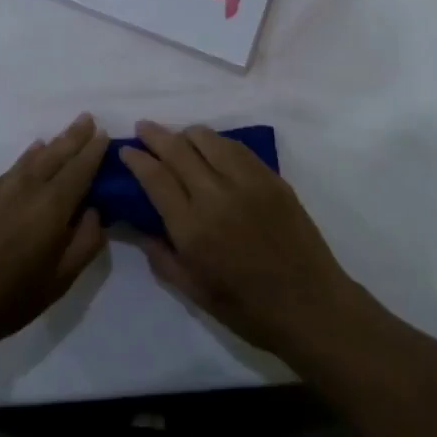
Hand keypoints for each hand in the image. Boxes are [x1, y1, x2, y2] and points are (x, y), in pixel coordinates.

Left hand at [0, 114, 108, 349]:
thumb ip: (84, 244)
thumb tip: (95, 212)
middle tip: (86, 118)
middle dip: (73, 136)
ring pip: (27, 161)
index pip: (80, 169)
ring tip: (55, 139)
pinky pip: (3, 174)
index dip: (93, 151)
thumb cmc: (4, 300)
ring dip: (47, 147)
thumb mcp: (57, 283)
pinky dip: (19, 166)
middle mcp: (24, 187)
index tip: (104, 133)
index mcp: (51, 207)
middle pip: (55, 154)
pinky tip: (20, 170)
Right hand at [120, 122, 360, 358]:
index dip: (137, 159)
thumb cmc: (247, 308)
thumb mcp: (194, 291)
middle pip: (178, 149)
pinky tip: (211, 147)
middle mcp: (216, 196)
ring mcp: (247, 182)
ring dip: (186, 134)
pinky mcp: (271, 178)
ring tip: (177, 137)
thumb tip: (136, 226)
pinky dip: (217, 142)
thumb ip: (161, 256)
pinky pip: (237, 147)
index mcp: (193, 229)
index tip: (125, 150)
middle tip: (143, 128)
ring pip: (208, 139)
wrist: (311, 306)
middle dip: (155, 135)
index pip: (156, 178)